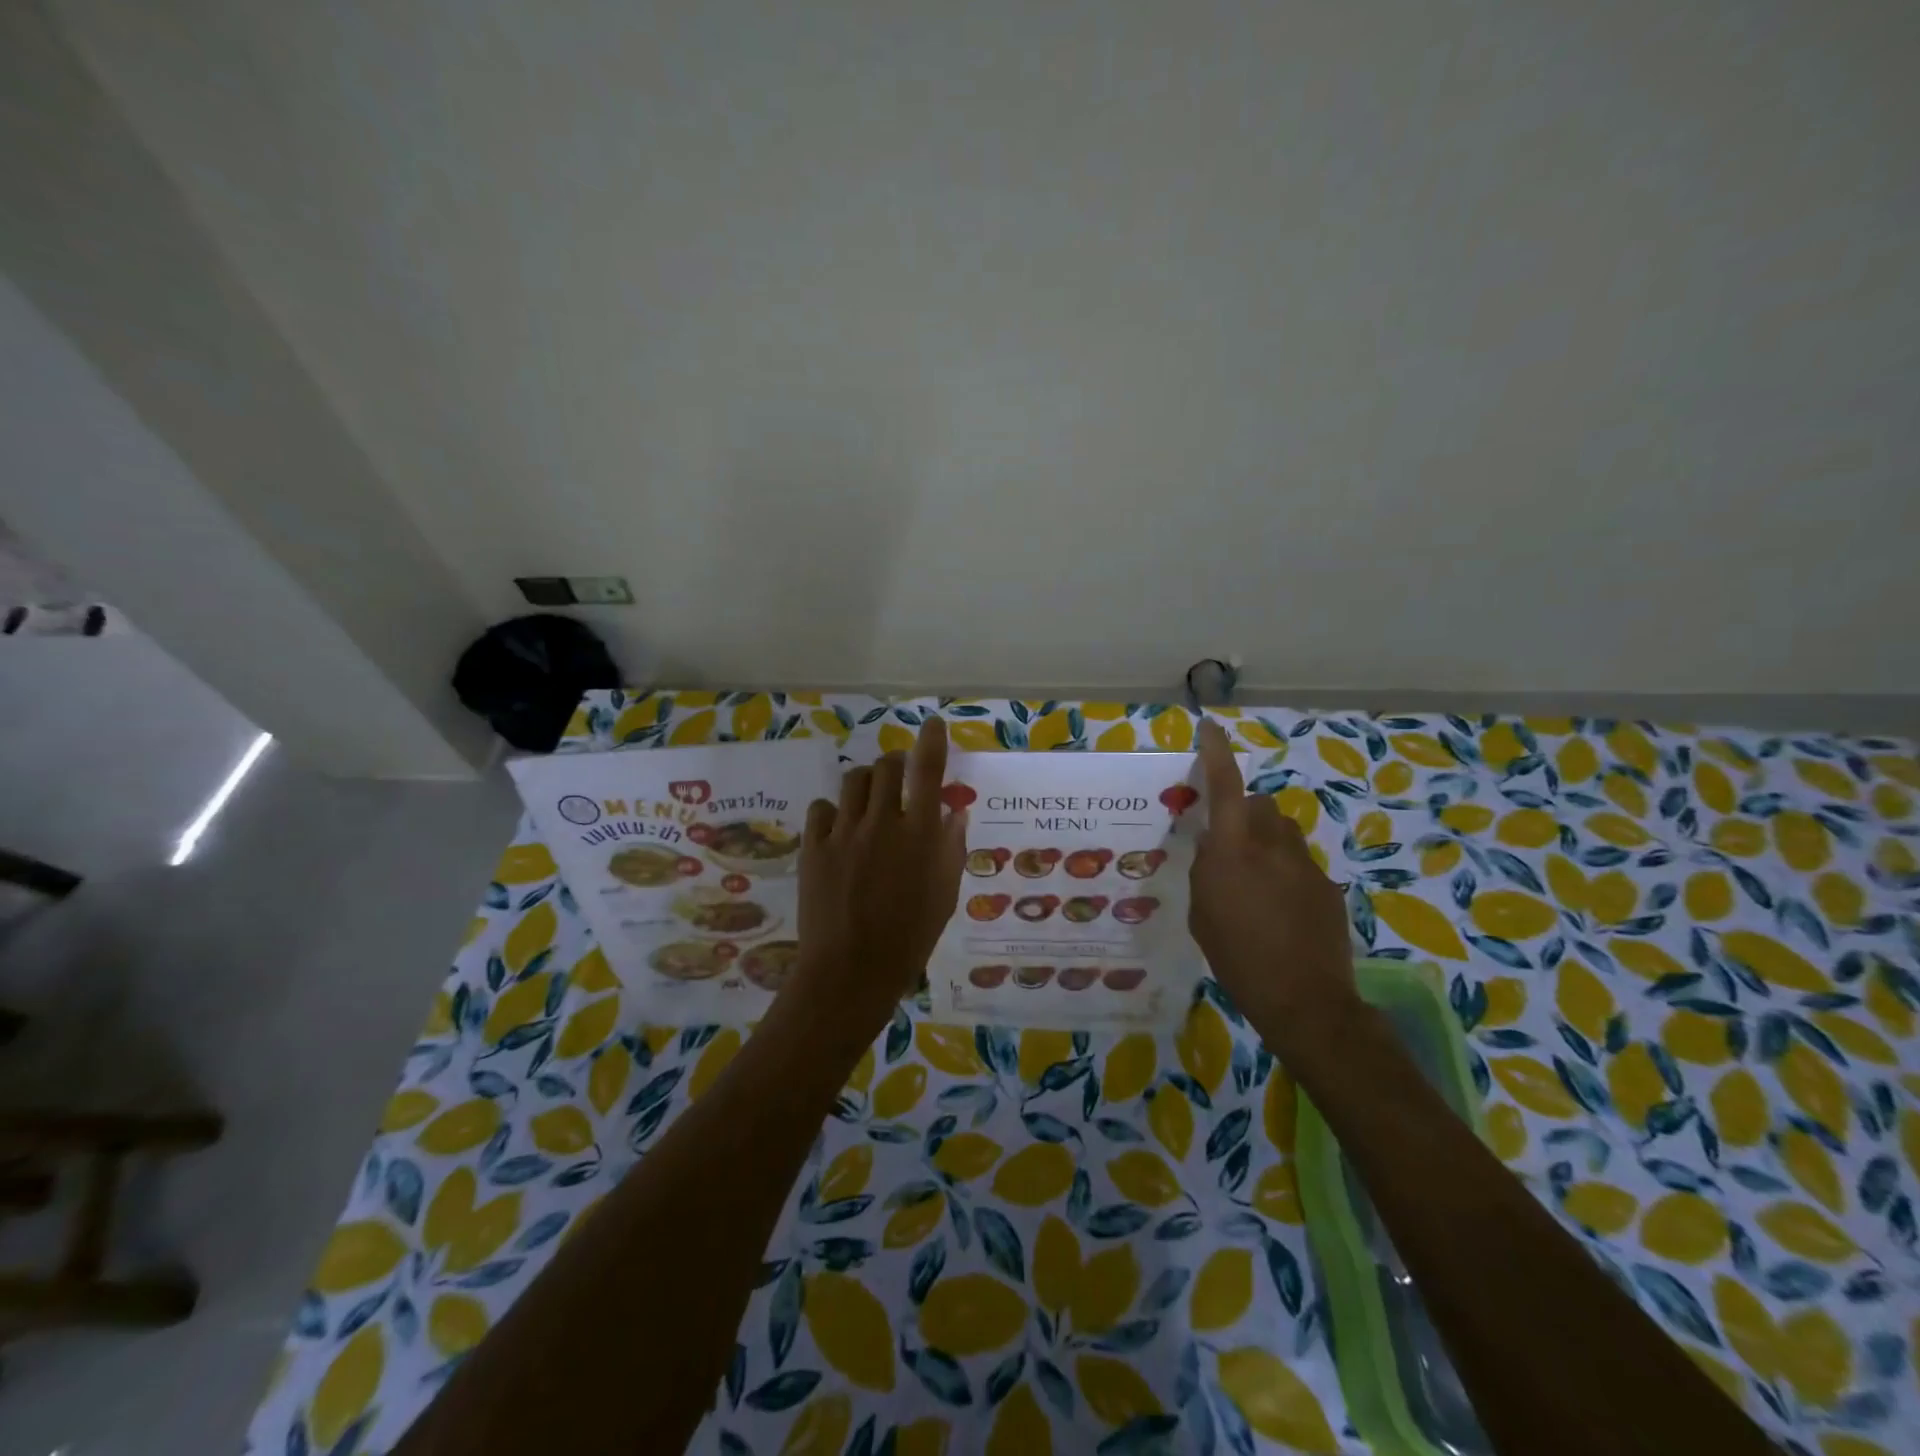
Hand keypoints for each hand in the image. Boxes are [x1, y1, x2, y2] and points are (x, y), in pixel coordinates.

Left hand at [785, 717, 967, 1037]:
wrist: (851, 971)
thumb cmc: (910, 938)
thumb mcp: (944, 895)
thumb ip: (951, 849)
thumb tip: (954, 812)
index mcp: (920, 834)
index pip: (927, 771)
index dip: (932, 742)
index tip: (933, 725)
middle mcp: (882, 822)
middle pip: (885, 767)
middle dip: (895, 764)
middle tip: (898, 777)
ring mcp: (844, 833)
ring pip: (852, 781)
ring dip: (865, 783)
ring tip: (867, 801)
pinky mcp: (814, 847)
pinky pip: (821, 809)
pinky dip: (833, 811)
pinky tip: (838, 829)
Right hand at [1190, 719, 1356, 1032]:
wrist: (1304, 1000)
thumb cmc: (1237, 957)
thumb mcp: (1202, 913)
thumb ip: (1207, 871)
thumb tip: (1213, 847)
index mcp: (1233, 851)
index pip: (1225, 787)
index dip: (1217, 753)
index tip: (1210, 727)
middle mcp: (1272, 846)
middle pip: (1260, 805)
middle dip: (1243, 814)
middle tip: (1229, 845)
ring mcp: (1305, 865)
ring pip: (1283, 832)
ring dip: (1266, 841)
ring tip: (1256, 880)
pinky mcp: (1328, 886)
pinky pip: (1300, 864)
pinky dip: (1286, 873)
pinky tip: (1281, 910)